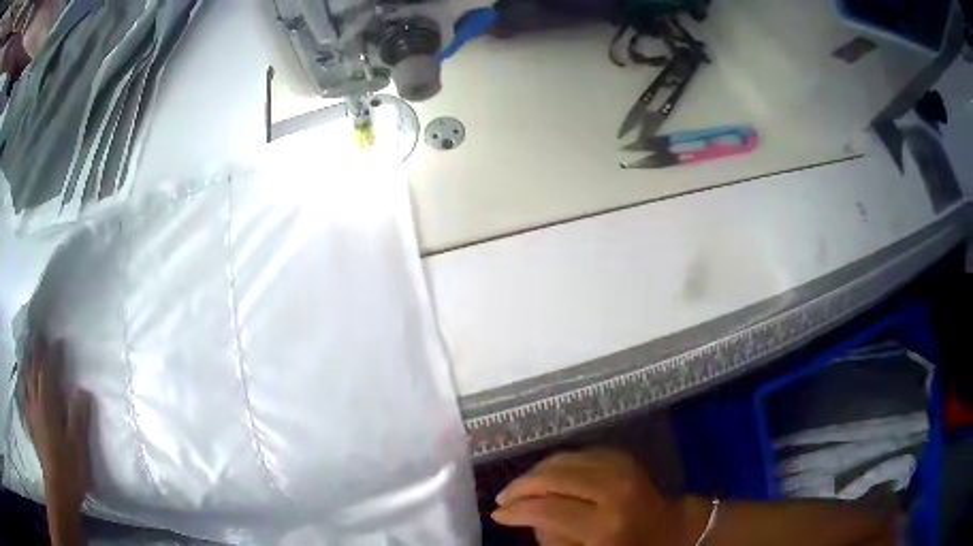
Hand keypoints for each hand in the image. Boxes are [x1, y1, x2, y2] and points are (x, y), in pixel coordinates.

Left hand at [25, 339, 92, 514]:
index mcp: (47, 406)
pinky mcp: (31, 424)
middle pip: (34, 372)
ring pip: (27, 382)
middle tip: (41, 339)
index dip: (53, 356)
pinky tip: (26, 387)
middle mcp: (36, 403)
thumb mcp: (78, 447)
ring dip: (29, 366)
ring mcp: (31, 413)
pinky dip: (26, 385)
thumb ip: (79, 417)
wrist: (58, 491)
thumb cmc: (69, 469)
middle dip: (37, 354)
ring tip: (32, 357)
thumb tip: (82, 391)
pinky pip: (25, 396)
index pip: (48, 373)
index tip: (59, 343)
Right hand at [492, 448, 699, 545]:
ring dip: (536, 472)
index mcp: (605, 523)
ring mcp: (622, 468)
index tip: (497, 515)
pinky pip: (579, 454)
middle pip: (554, 476)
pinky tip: (547, 476)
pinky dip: (558, 463)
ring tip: (519, 488)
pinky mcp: (623, 457)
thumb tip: (526, 516)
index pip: (547, 508)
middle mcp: (613, 490)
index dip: (516, 510)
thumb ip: (553, 538)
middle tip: (502, 498)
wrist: (669, 529)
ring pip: (564, 459)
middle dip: (521, 486)